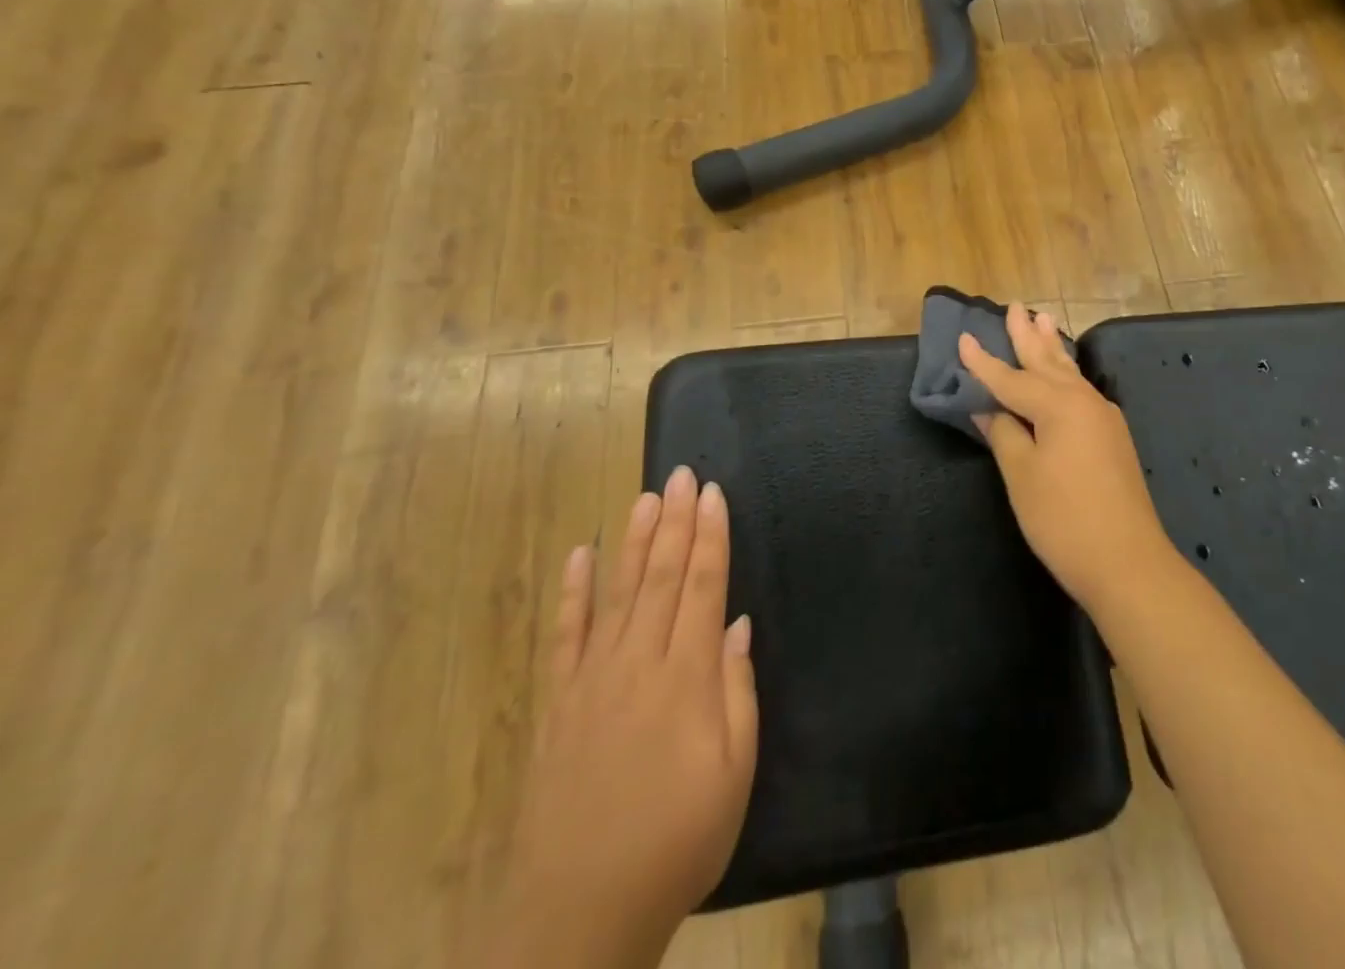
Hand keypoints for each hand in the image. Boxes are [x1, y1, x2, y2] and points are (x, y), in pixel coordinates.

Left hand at [478, 467, 758, 968]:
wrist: (577, 917)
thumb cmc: (676, 843)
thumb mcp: (734, 773)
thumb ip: (737, 690)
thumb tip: (737, 624)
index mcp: (687, 678)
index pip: (703, 586)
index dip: (711, 536)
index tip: (713, 494)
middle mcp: (639, 663)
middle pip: (663, 576)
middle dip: (676, 521)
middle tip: (682, 475)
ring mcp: (593, 680)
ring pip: (619, 593)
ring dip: (634, 541)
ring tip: (646, 497)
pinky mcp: (559, 704)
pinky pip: (566, 636)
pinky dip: (573, 592)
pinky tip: (579, 556)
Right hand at [959, 306, 1174, 610]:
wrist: (1128, 562)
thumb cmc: (1064, 519)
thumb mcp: (1022, 476)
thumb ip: (1004, 434)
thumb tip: (987, 408)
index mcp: (1058, 405)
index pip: (1011, 378)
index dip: (983, 362)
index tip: (964, 337)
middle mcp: (1084, 401)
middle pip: (1047, 362)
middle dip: (1027, 336)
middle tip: (1016, 306)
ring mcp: (1103, 418)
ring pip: (1070, 373)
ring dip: (1052, 348)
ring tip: (1044, 320)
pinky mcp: (1112, 437)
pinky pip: (1081, 390)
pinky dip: (1066, 374)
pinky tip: (1066, 373)